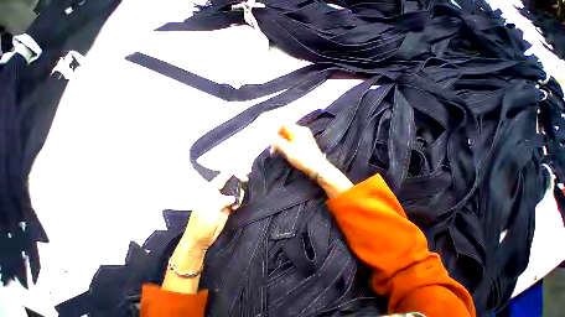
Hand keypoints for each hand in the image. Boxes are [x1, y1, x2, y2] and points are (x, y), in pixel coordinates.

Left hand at [182, 172, 243, 249]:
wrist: (200, 241)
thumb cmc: (200, 225)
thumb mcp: (209, 210)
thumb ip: (221, 200)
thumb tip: (233, 198)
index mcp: (210, 190)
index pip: (223, 177)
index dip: (233, 173)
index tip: (243, 175)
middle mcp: (217, 193)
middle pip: (231, 182)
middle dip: (239, 180)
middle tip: (246, 181)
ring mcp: (223, 200)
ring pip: (235, 190)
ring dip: (240, 193)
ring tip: (237, 201)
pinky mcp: (228, 207)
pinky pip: (237, 200)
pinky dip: (239, 200)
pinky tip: (236, 206)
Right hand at [270, 124, 326, 177]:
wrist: (318, 168)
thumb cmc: (303, 158)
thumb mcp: (288, 150)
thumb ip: (279, 142)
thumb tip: (273, 137)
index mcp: (299, 130)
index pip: (284, 124)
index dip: (276, 131)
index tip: (273, 141)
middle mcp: (303, 131)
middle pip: (287, 130)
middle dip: (279, 138)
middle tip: (274, 149)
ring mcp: (306, 136)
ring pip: (290, 136)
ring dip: (283, 142)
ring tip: (280, 152)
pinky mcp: (307, 143)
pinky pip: (295, 140)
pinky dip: (289, 144)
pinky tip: (287, 152)